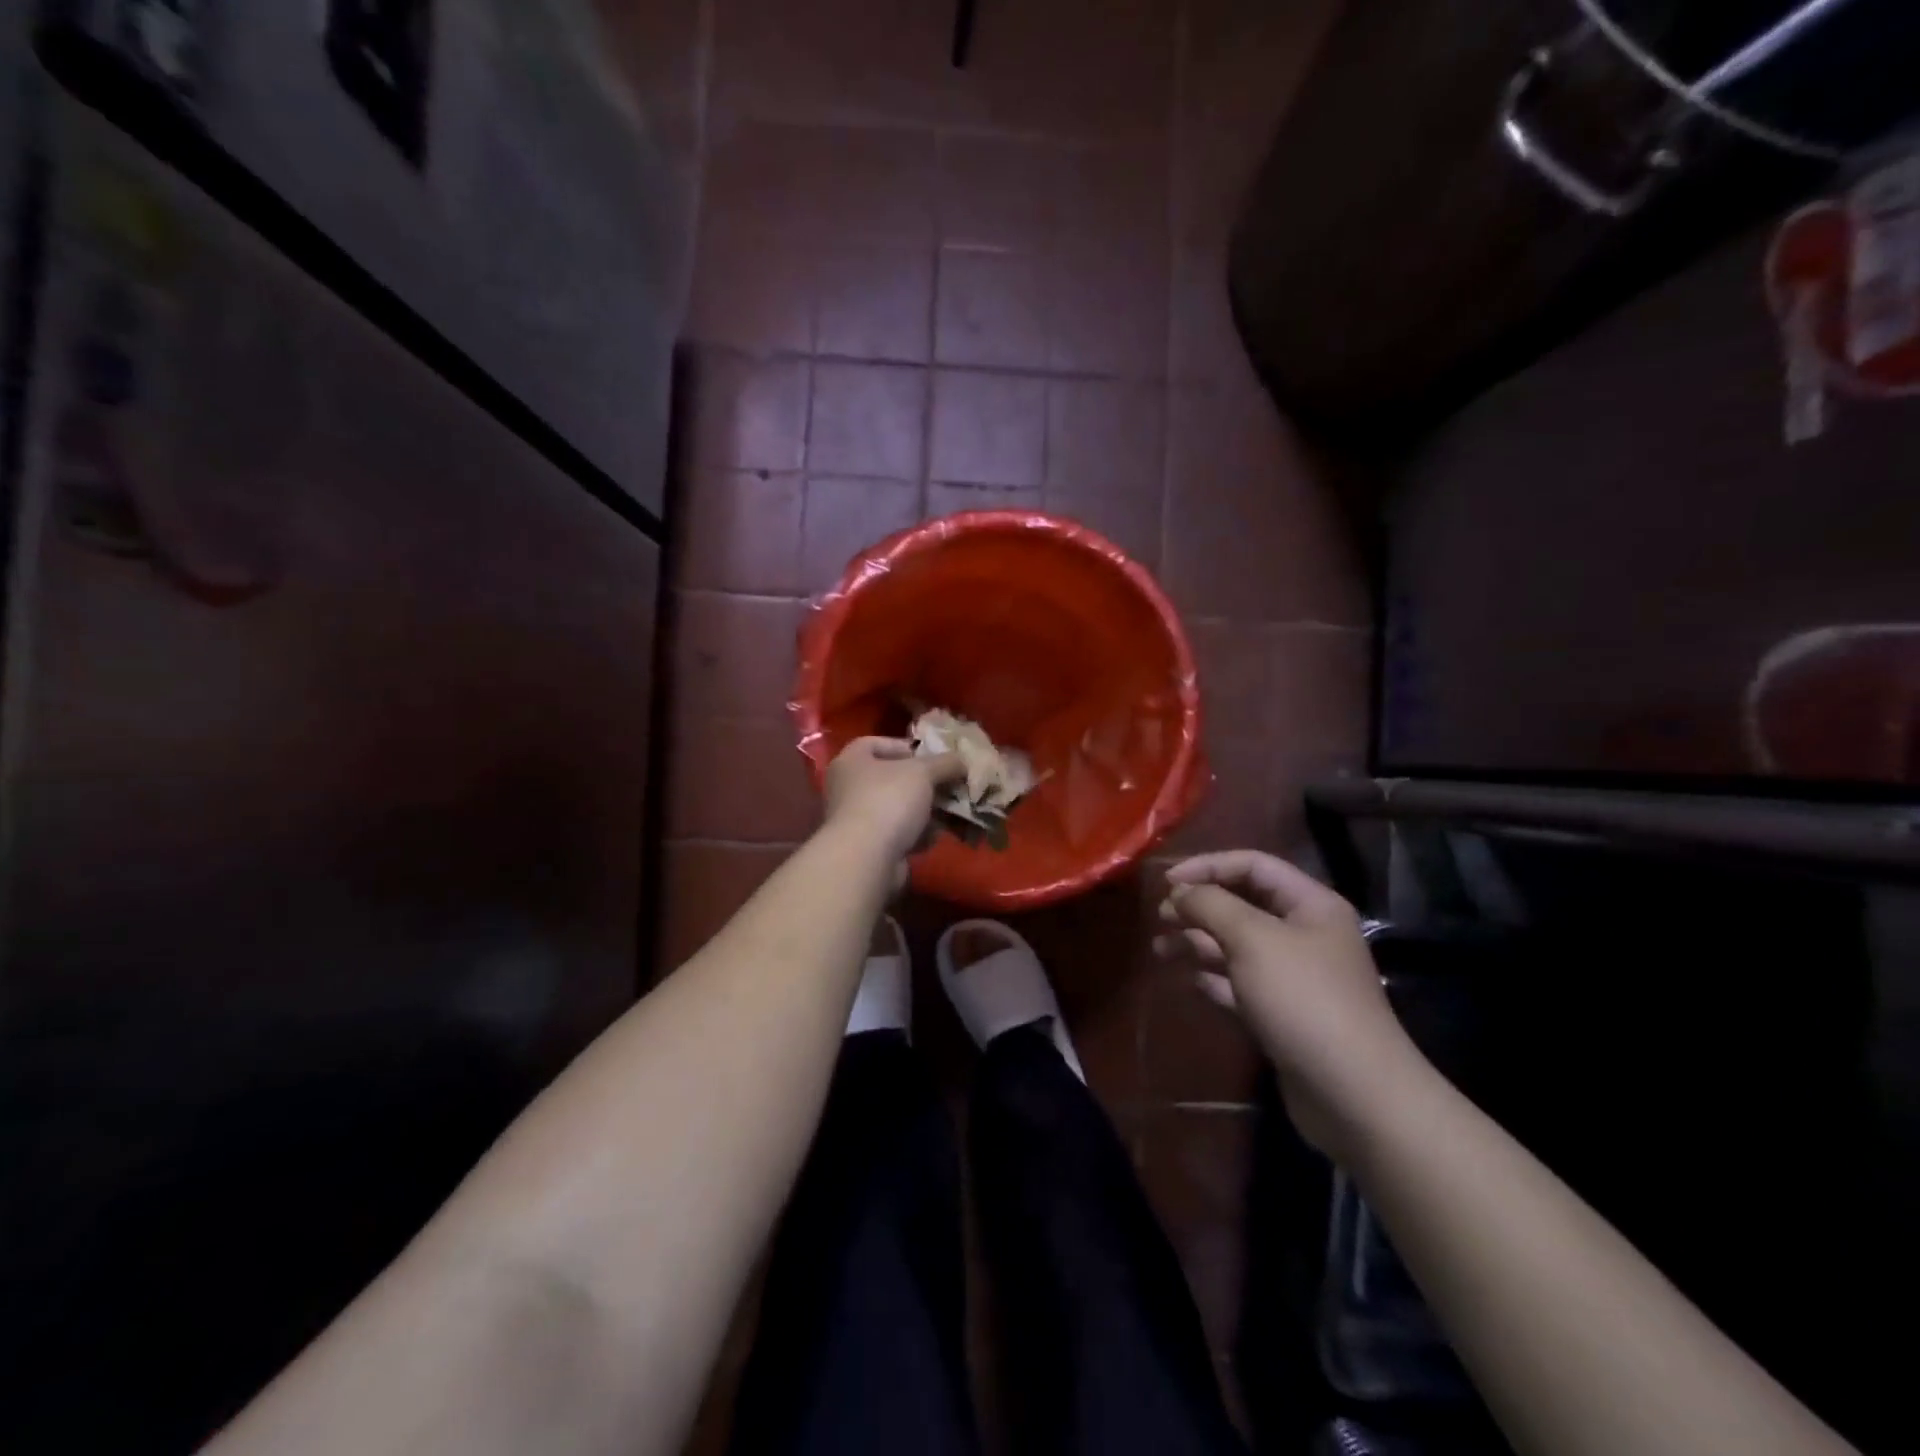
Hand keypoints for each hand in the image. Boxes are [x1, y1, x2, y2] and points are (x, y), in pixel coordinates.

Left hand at [823, 737, 966, 862]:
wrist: (867, 858)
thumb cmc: (889, 800)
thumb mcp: (923, 772)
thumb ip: (945, 763)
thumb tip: (962, 762)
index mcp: (851, 761)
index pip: (875, 743)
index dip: (905, 747)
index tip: (931, 757)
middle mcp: (847, 788)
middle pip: (891, 778)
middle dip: (923, 783)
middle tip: (949, 785)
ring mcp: (855, 820)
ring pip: (897, 808)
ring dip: (924, 811)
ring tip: (950, 811)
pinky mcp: (867, 848)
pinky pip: (897, 834)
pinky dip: (916, 835)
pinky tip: (935, 836)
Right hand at [1155, 850, 1423, 1156]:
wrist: (1353, 1094)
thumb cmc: (1303, 999)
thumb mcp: (1253, 939)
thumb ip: (1211, 905)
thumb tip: (1180, 892)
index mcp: (1311, 905)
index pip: (1253, 865)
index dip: (1208, 867)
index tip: (1167, 883)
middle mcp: (1305, 934)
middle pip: (1243, 904)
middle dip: (1200, 907)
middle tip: (1160, 918)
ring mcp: (1295, 977)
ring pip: (1237, 946)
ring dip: (1199, 942)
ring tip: (1161, 949)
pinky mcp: (1284, 1014)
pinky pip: (1241, 984)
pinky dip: (1215, 978)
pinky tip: (1192, 981)